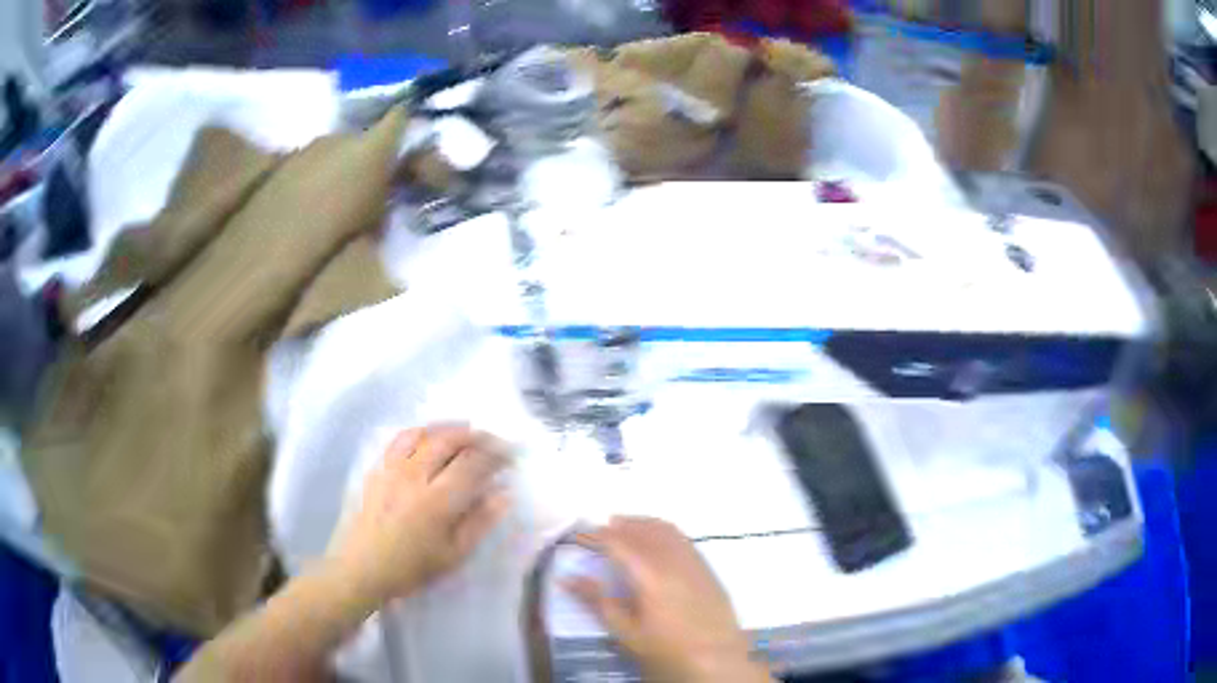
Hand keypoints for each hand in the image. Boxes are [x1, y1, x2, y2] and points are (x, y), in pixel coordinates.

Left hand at [329, 424, 511, 609]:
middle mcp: (414, 475)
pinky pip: (400, 438)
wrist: (361, 567)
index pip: (473, 463)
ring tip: (466, 431)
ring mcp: (392, 468)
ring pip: (424, 433)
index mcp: (437, 500)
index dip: (496, 454)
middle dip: (476, 435)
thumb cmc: (411, 568)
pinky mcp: (377, 468)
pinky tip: (429, 437)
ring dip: (449, 428)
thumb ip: (480, 522)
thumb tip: (504, 494)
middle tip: (493, 440)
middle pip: (449, 440)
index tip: (512, 454)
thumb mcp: (454, 555)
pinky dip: (421, 431)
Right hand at [565, 517, 771, 682]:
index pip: (618, 543)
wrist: (717, 659)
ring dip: (642, 525)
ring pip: (666, 530)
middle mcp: (674, 560)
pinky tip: (657, 543)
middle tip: (598, 531)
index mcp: (651, 574)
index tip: (577, 536)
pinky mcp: (708, 569)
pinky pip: (683, 539)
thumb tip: (567, 579)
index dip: (595, 536)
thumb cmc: (666, 650)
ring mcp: (695, 562)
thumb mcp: (626, 632)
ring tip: (624, 528)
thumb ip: (597, 601)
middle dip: (619, 526)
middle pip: (643, 530)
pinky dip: (664, 531)